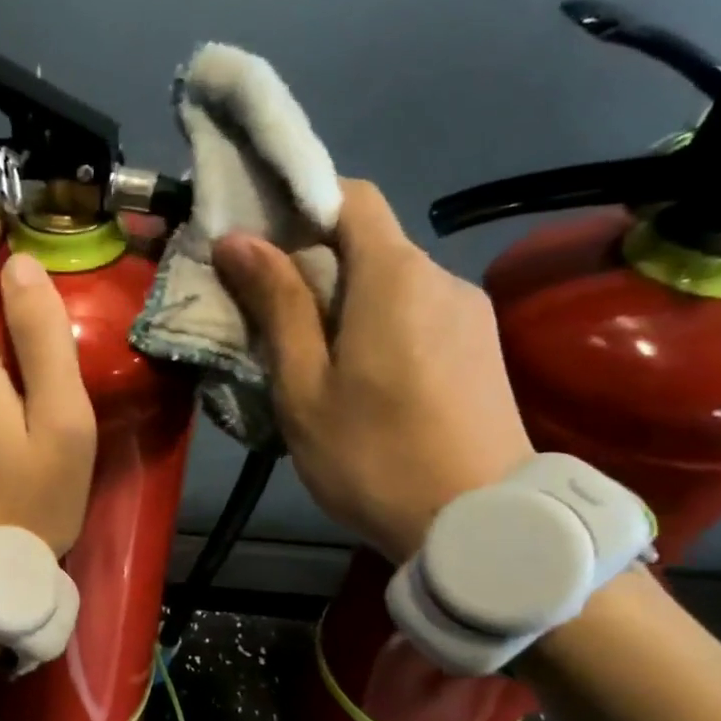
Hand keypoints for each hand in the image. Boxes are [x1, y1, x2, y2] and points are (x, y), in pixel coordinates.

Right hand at [213, 178, 533, 563]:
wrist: (482, 524)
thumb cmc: (373, 456)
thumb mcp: (305, 387)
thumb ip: (277, 306)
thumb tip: (238, 239)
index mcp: (394, 276)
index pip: (351, 196)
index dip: (301, 203)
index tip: (257, 239)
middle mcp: (440, 277)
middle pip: (369, 243)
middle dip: (313, 265)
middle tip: (266, 315)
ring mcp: (469, 312)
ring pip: (392, 283)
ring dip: (344, 302)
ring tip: (309, 358)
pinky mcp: (481, 347)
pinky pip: (417, 313)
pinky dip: (378, 324)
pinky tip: (360, 378)